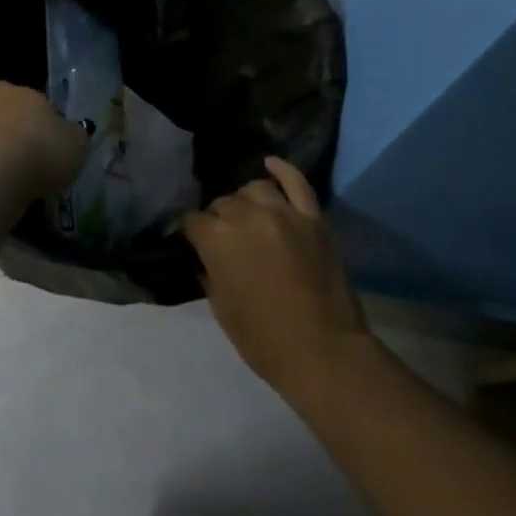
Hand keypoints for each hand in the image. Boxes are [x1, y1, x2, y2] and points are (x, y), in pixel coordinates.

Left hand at [0, 81, 90, 200]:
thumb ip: (74, 135)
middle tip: (32, 142)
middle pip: (1, 118)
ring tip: (32, 170)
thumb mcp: (76, 141)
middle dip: (13, 129)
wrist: (6, 180)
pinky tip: (23, 187)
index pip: (0, 89)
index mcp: (20, 98)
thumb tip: (73, 132)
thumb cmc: (46, 147)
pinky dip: (7, 175)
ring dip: (11, 154)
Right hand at [183, 157, 373, 398]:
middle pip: (223, 203)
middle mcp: (248, 217)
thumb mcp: (221, 308)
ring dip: (245, 201)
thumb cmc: (262, 339)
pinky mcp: (314, 219)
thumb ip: (209, 273)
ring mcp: (285, 214)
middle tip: (222, 239)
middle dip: (217, 219)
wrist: (323, 351)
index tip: (195, 246)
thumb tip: (205, 258)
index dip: (192, 234)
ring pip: (255, 189)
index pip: (194, 222)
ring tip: (246, 216)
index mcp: (218, 240)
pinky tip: (270, 164)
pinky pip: (297, 183)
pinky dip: (283, 170)